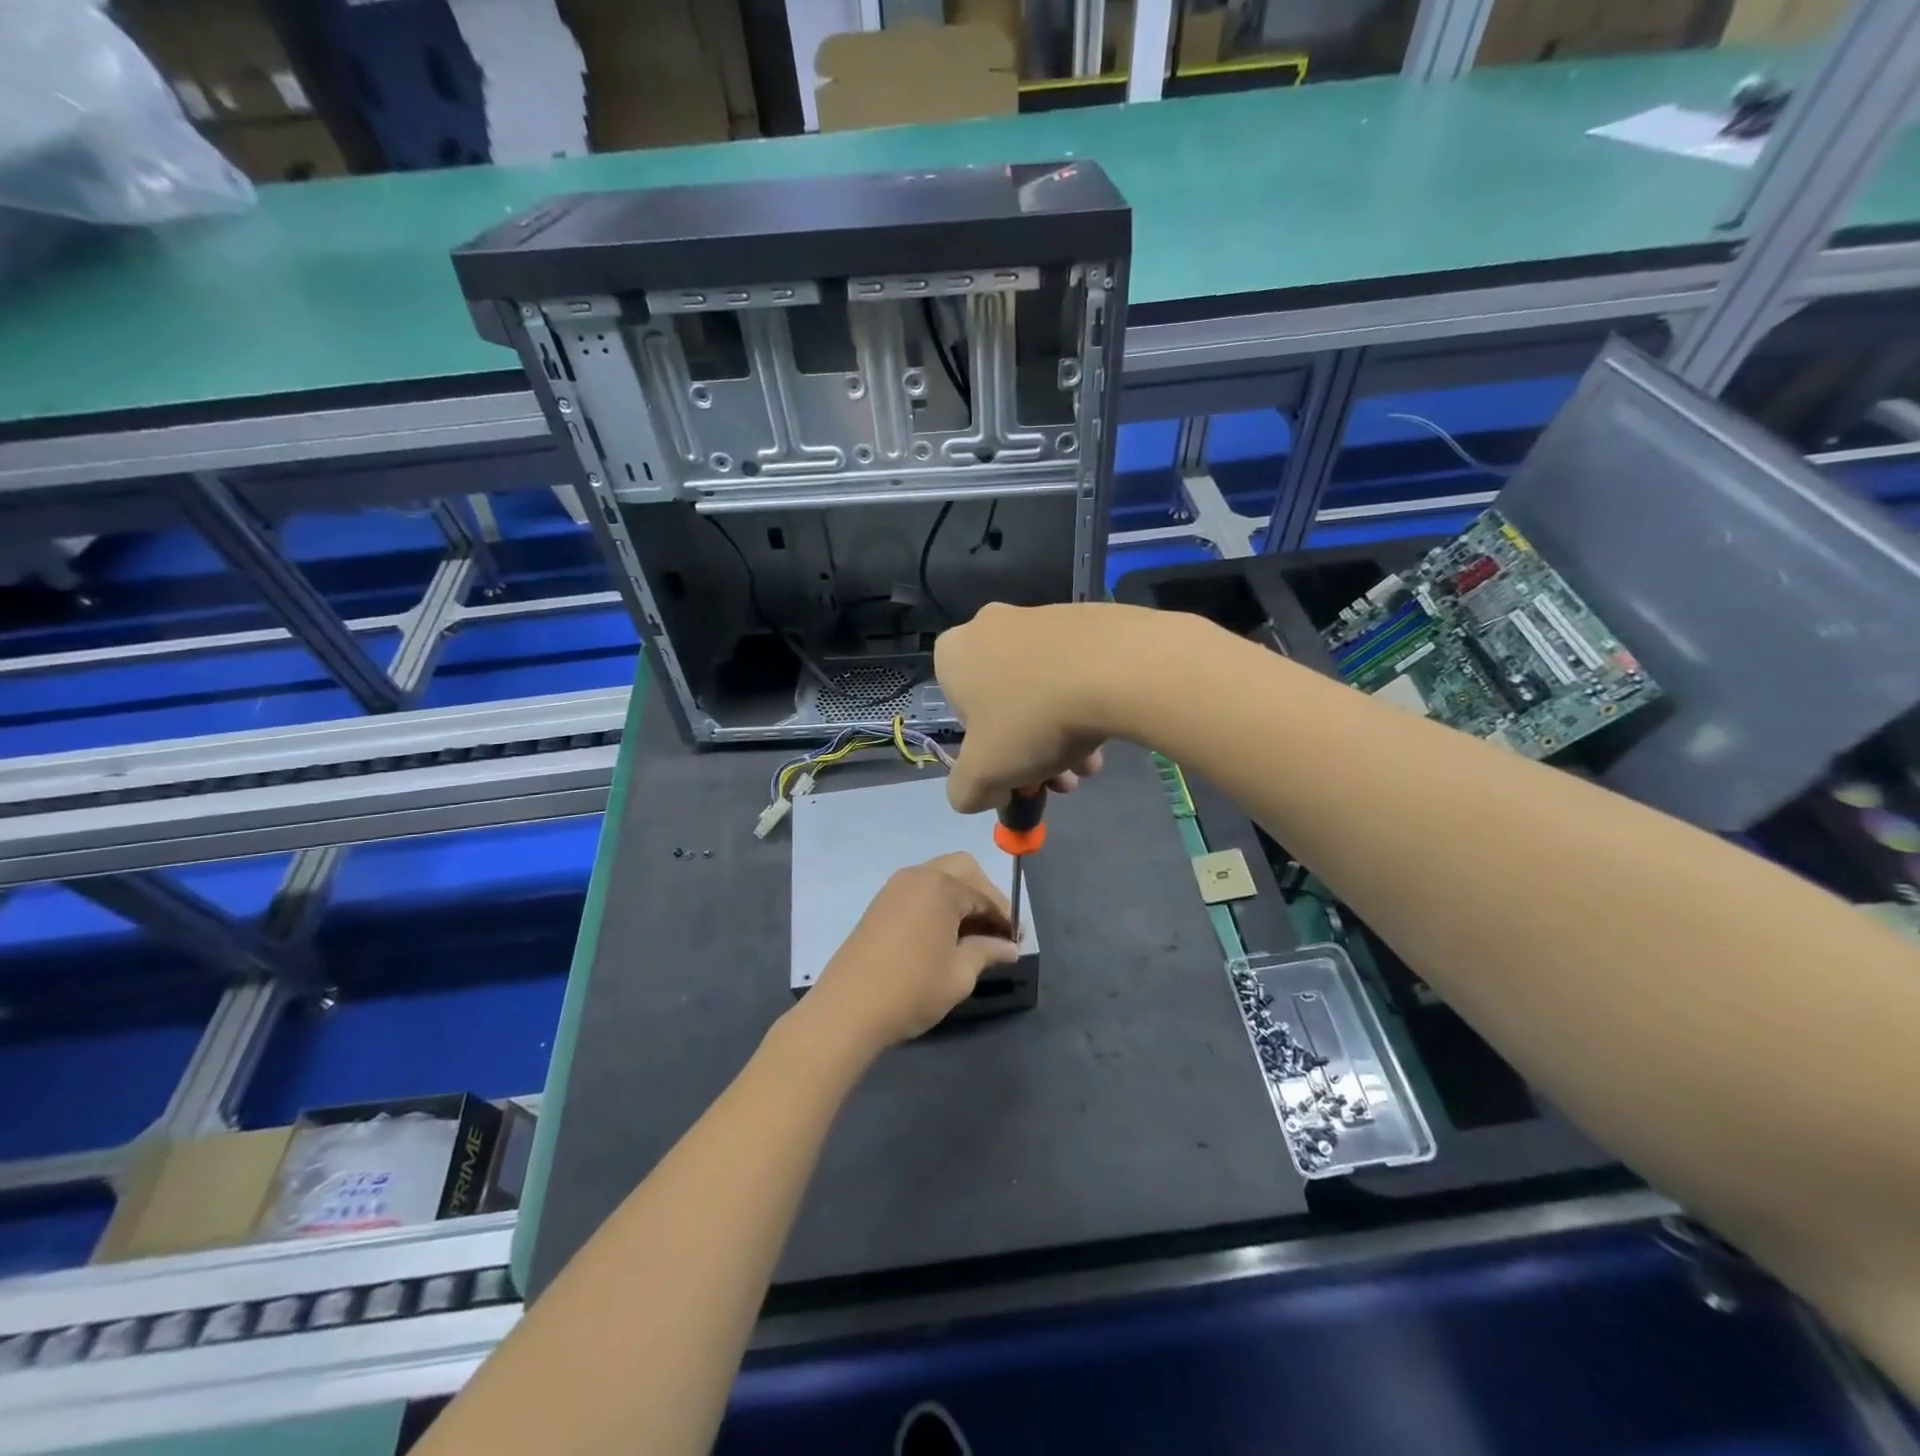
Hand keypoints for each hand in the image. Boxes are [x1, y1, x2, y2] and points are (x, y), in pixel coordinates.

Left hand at [805, 853, 1019, 1052]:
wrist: (847, 1009)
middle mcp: (918, 875)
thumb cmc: (911, 989)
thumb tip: (1009, 947)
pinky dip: (938, 903)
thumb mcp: (959, 974)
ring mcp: (895, 887)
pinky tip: (943, 935)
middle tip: (995, 930)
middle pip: (963, 870)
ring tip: (971, 936)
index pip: (985, 895)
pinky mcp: (880, 903)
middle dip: (984, 895)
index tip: (1016, 943)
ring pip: (940, 877)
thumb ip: (987, 952)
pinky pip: (920, 891)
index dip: (1005, 918)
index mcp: (942, 886)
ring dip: (961, 898)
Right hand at [936, 602, 1124, 813]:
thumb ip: (966, 791)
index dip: (984, 752)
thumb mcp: (984, 775)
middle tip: (1058, 780)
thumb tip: (979, 791)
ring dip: (1059, 733)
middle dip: (1029, 749)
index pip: (958, 712)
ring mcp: (1041, 617)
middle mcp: (990, 626)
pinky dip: (1084, 702)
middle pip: (1004, 704)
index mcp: (954, 653)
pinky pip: (1074, 669)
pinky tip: (1107, 734)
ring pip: (1041, 690)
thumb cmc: (1032, 719)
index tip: (1012, 775)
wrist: (1118, 668)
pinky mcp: (1086, 618)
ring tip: (1089, 766)